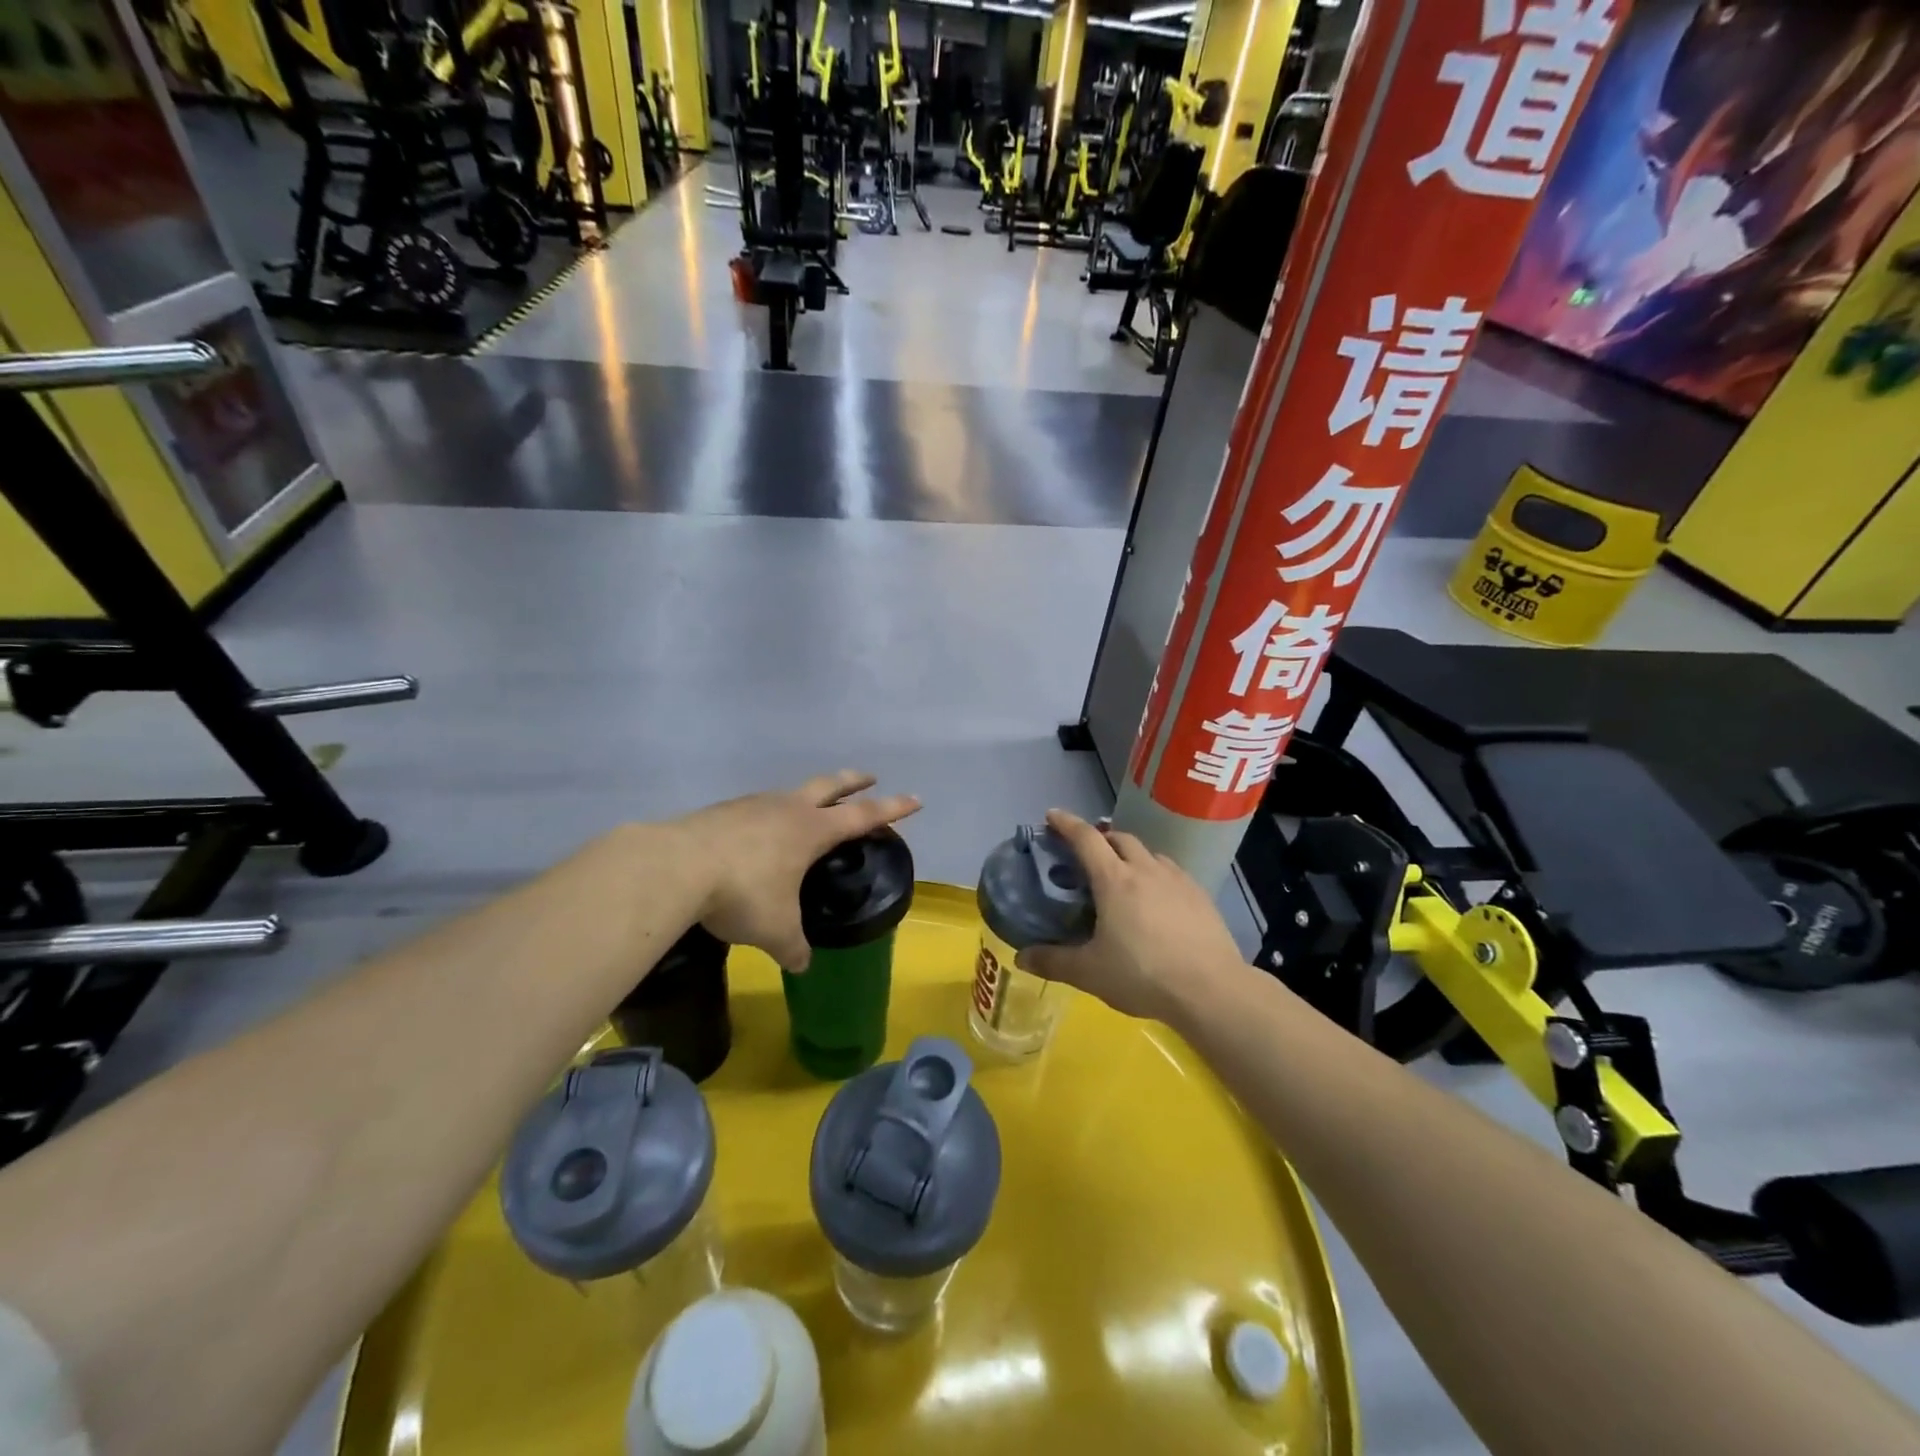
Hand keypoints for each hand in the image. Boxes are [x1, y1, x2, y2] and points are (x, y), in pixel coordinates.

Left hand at [676, 771, 919, 969]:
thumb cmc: (742, 893)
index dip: (892, 809)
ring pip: (791, 793)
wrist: (675, 867)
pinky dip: (769, 816)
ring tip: (808, 811)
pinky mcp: (723, 812)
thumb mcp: (776, 930)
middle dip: (853, 781)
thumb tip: (802, 965)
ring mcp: (753, 805)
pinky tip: (758, 836)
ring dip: (807, 797)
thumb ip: (794, 948)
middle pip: (830, 785)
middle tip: (869, 777)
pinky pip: (757, 809)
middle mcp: (788, 809)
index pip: (863, 815)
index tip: (915, 799)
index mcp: (812, 830)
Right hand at [1017, 809, 1245, 1024]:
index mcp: (1114, 880)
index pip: (1085, 838)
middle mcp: (1145, 869)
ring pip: (1148, 853)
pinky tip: (1157, 898)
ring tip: (1123, 875)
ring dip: (1130, 855)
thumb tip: (1021, 957)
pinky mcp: (1200, 895)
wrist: (1211, 989)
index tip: (1052, 816)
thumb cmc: (1143, 975)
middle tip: (1087, 854)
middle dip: (1100, 838)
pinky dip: (1155, 873)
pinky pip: (1171, 871)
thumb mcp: (1089, 973)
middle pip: (1119, 838)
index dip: (1066, 823)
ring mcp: (1177, 879)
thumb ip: (1053, 962)